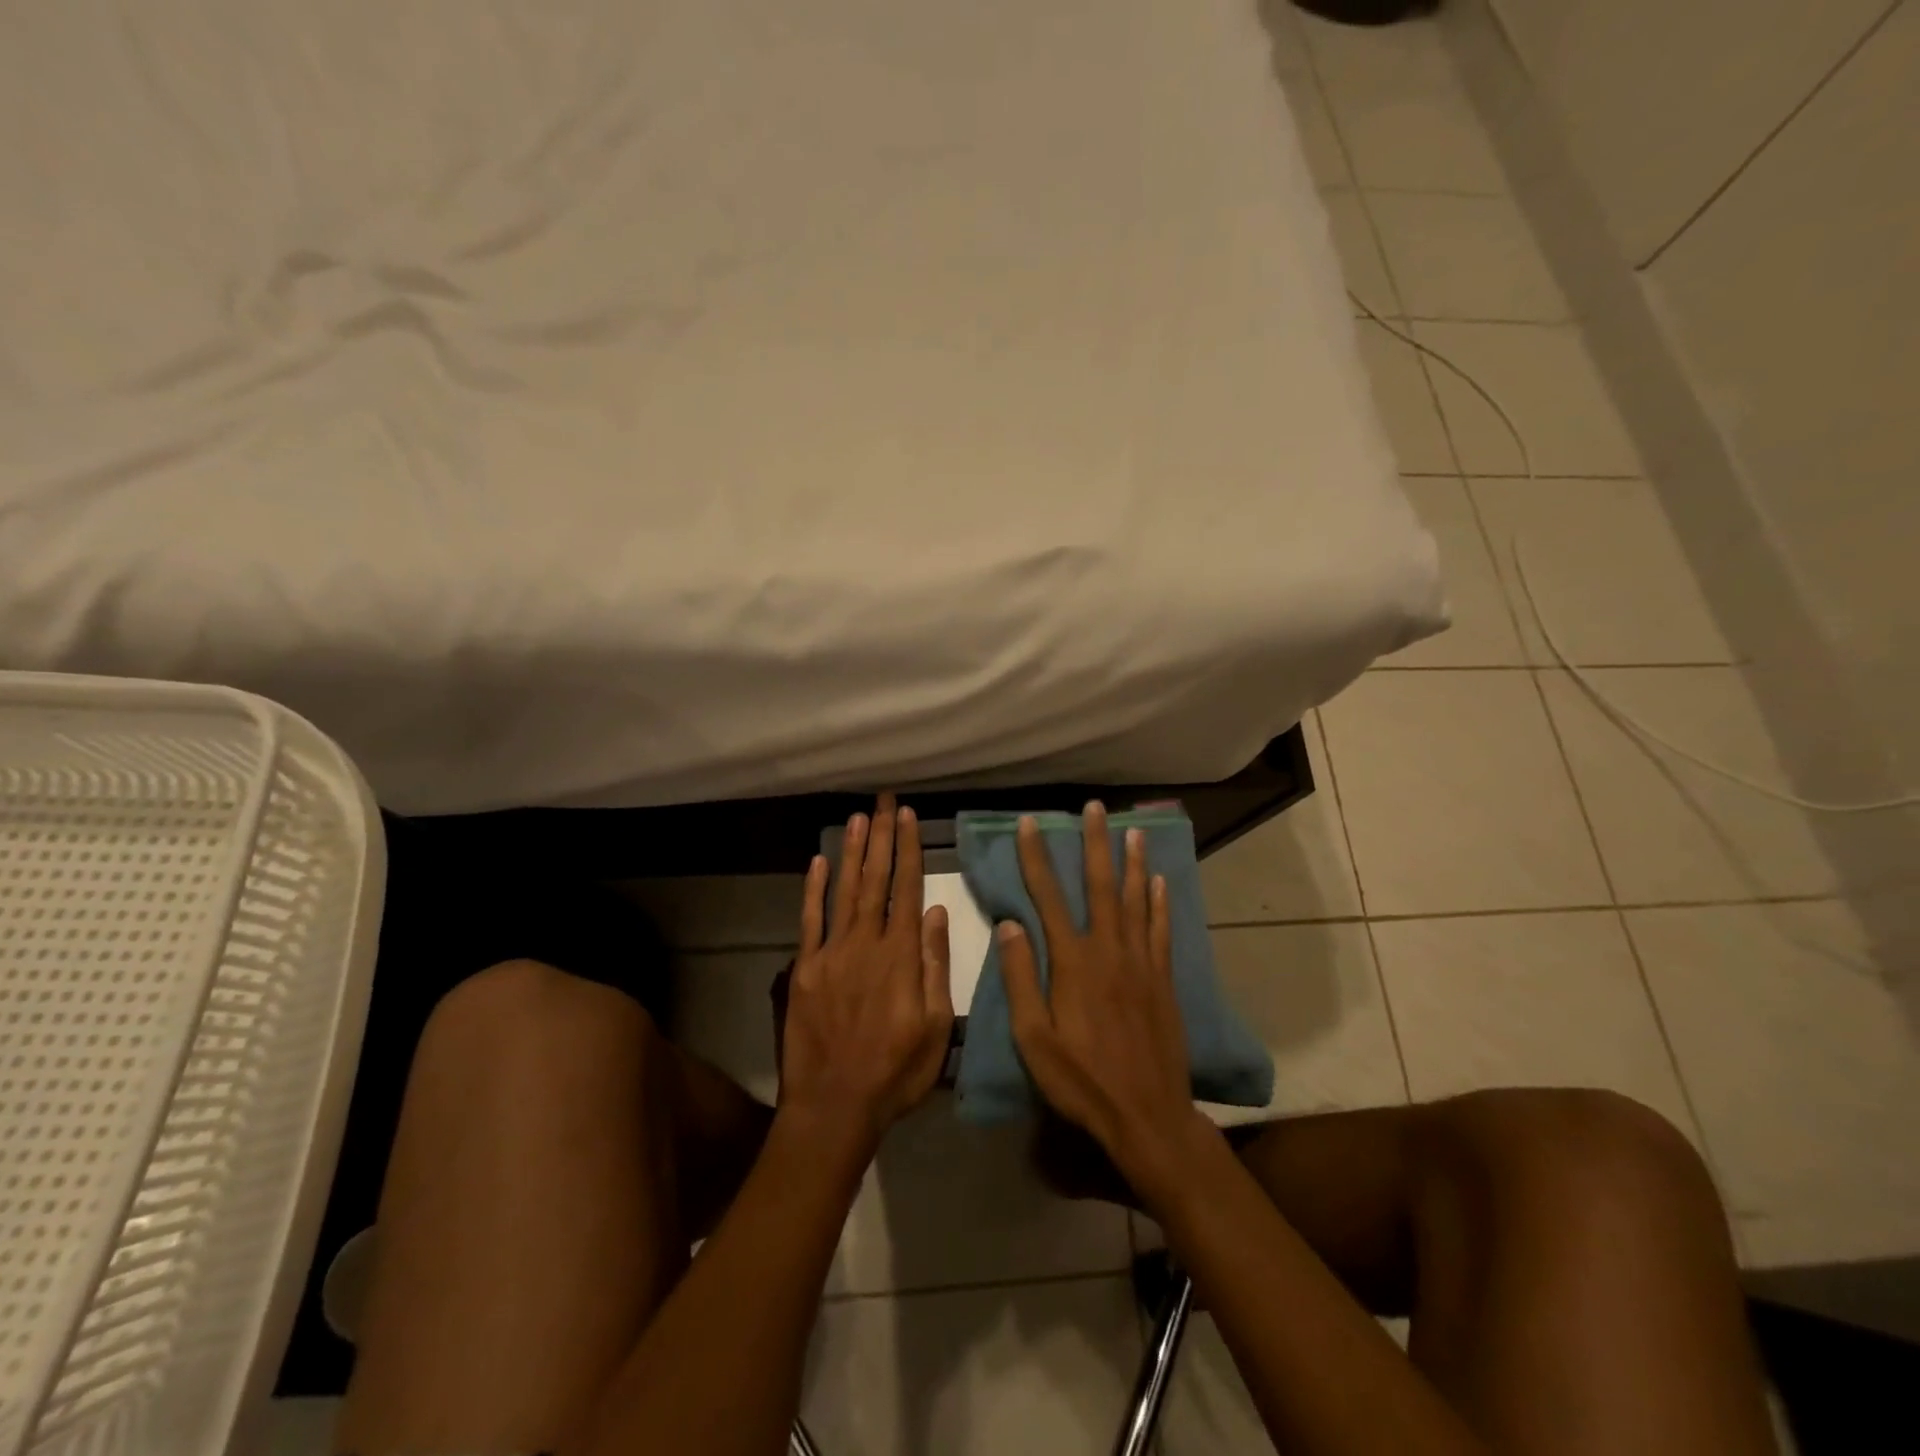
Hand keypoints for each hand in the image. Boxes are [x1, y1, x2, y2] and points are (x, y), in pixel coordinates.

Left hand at [778, 794, 953, 1152]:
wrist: (834, 1106)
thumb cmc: (896, 1072)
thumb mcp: (936, 1026)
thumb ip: (936, 965)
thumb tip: (938, 912)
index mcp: (901, 956)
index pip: (907, 888)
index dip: (907, 849)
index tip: (907, 816)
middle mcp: (866, 943)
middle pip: (876, 879)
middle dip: (880, 836)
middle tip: (882, 801)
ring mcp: (831, 953)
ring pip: (845, 890)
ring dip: (853, 852)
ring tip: (858, 818)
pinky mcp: (805, 968)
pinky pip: (809, 920)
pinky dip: (814, 889)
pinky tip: (819, 861)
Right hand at [999, 803, 1208, 1187]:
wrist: (1148, 1115)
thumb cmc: (1081, 1080)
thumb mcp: (1033, 1038)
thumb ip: (1021, 978)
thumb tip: (1009, 924)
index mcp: (1073, 962)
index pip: (1048, 897)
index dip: (1036, 857)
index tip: (1029, 824)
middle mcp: (1109, 951)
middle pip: (1100, 886)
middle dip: (1095, 844)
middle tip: (1094, 808)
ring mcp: (1141, 963)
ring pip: (1136, 900)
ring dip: (1133, 863)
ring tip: (1133, 831)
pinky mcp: (1164, 980)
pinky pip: (1161, 931)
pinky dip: (1160, 903)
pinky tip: (1160, 883)